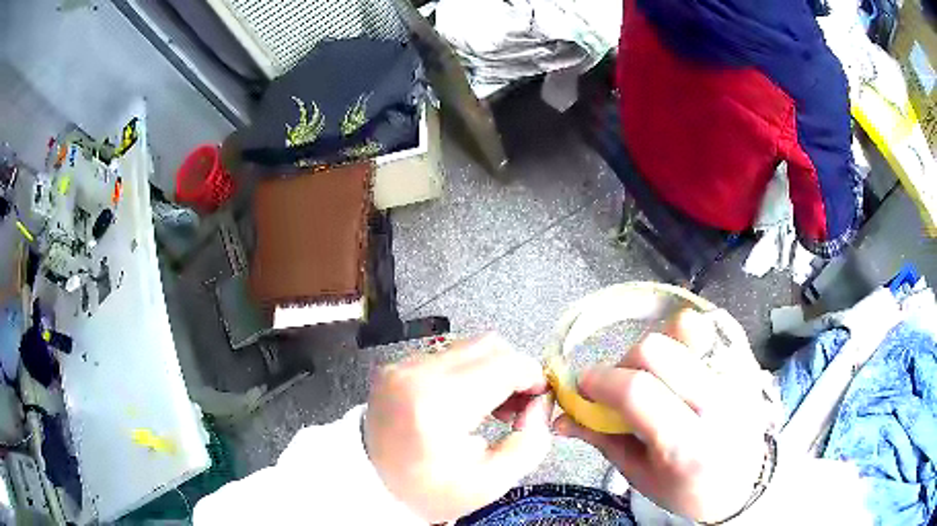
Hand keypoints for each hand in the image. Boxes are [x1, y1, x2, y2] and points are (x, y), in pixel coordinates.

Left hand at [364, 334, 552, 522]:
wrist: (372, 485)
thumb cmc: (430, 490)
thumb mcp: (492, 482)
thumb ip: (531, 440)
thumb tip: (539, 403)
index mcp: (438, 405)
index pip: (505, 365)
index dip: (533, 378)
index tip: (538, 400)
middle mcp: (416, 374)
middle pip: (489, 345)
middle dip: (515, 370)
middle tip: (517, 405)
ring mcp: (401, 366)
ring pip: (468, 346)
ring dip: (491, 369)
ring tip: (492, 405)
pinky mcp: (395, 366)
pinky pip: (446, 354)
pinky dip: (466, 371)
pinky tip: (465, 401)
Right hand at [554, 310, 771, 522]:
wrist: (741, 484)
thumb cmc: (686, 489)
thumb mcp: (640, 475)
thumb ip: (602, 439)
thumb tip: (560, 417)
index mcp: (687, 444)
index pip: (637, 391)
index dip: (601, 381)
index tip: (585, 386)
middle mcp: (718, 402)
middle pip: (657, 349)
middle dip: (626, 362)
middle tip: (622, 385)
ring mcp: (738, 376)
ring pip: (685, 328)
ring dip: (658, 348)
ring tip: (657, 375)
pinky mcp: (748, 361)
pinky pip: (711, 326)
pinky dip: (686, 338)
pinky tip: (682, 364)